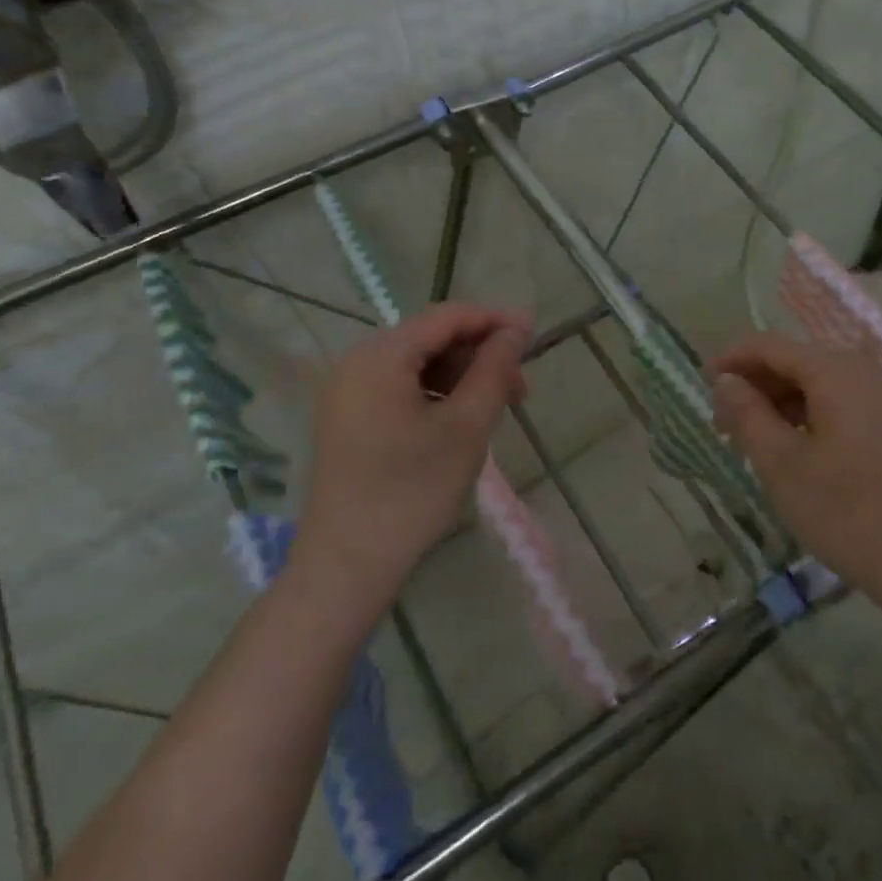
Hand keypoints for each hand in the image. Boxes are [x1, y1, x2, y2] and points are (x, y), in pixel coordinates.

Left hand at [298, 303, 532, 600]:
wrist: (348, 563)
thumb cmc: (413, 491)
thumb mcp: (467, 427)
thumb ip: (495, 369)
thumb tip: (517, 330)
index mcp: (380, 357)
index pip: (446, 317)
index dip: (494, 319)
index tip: (534, 332)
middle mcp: (356, 363)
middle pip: (430, 338)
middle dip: (479, 354)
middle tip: (520, 387)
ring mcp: (347, 391)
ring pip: (417, 364)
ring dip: (461, 376)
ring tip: (496, 407)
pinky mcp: (347, 417)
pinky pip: (399, 387)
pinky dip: (436, 394)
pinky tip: (460, 421)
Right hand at [710, 333, 881, 598]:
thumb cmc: (842, 507)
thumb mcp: (779, 462)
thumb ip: (747, 413)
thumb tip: (726, 381)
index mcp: (832, 370)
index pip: (769, 346)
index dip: (732, 360)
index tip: (703, 385)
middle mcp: (860, 371)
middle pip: (795, 361)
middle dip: (755, 385)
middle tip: (723, 423)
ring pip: (817, 384)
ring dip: (779, 403)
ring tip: (752, 440)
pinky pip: (839, 404)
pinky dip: (807, 416)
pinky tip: (793, 449)